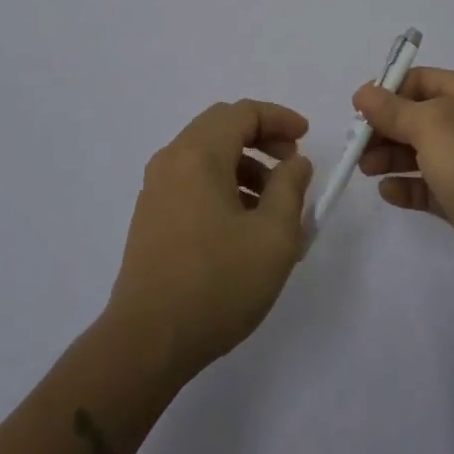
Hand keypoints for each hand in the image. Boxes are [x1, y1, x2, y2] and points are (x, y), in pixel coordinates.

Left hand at [107, 99, 314, 380]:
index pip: (243, 112)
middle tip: (291, 163)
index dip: (279, 119)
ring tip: (273, 203)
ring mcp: (156, 188)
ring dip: (244, 164)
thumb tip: (295, 162)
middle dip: (262, 138)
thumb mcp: (273, 237)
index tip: (307, 138)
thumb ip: (290, 189)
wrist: (147, 341)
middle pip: (221, 126)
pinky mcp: (151, 215)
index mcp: (199, 154)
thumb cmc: (217, 284)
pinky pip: (192, 179)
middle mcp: (172, 159)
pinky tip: (242, 223)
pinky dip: (223, 184)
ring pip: (207, 154)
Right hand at [356, 68, 453, 295]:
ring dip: (390, 157)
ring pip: (422, 151)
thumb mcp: (430, 126)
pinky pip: (430, 185)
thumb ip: (392, 109)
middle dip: (385, 128)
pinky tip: (389, 193)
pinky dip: (408, 186)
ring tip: (366, 170)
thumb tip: (363, 92)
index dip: (388, 92)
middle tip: (357, 146)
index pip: (421, 80)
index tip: (358, 111)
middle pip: (418, 116)